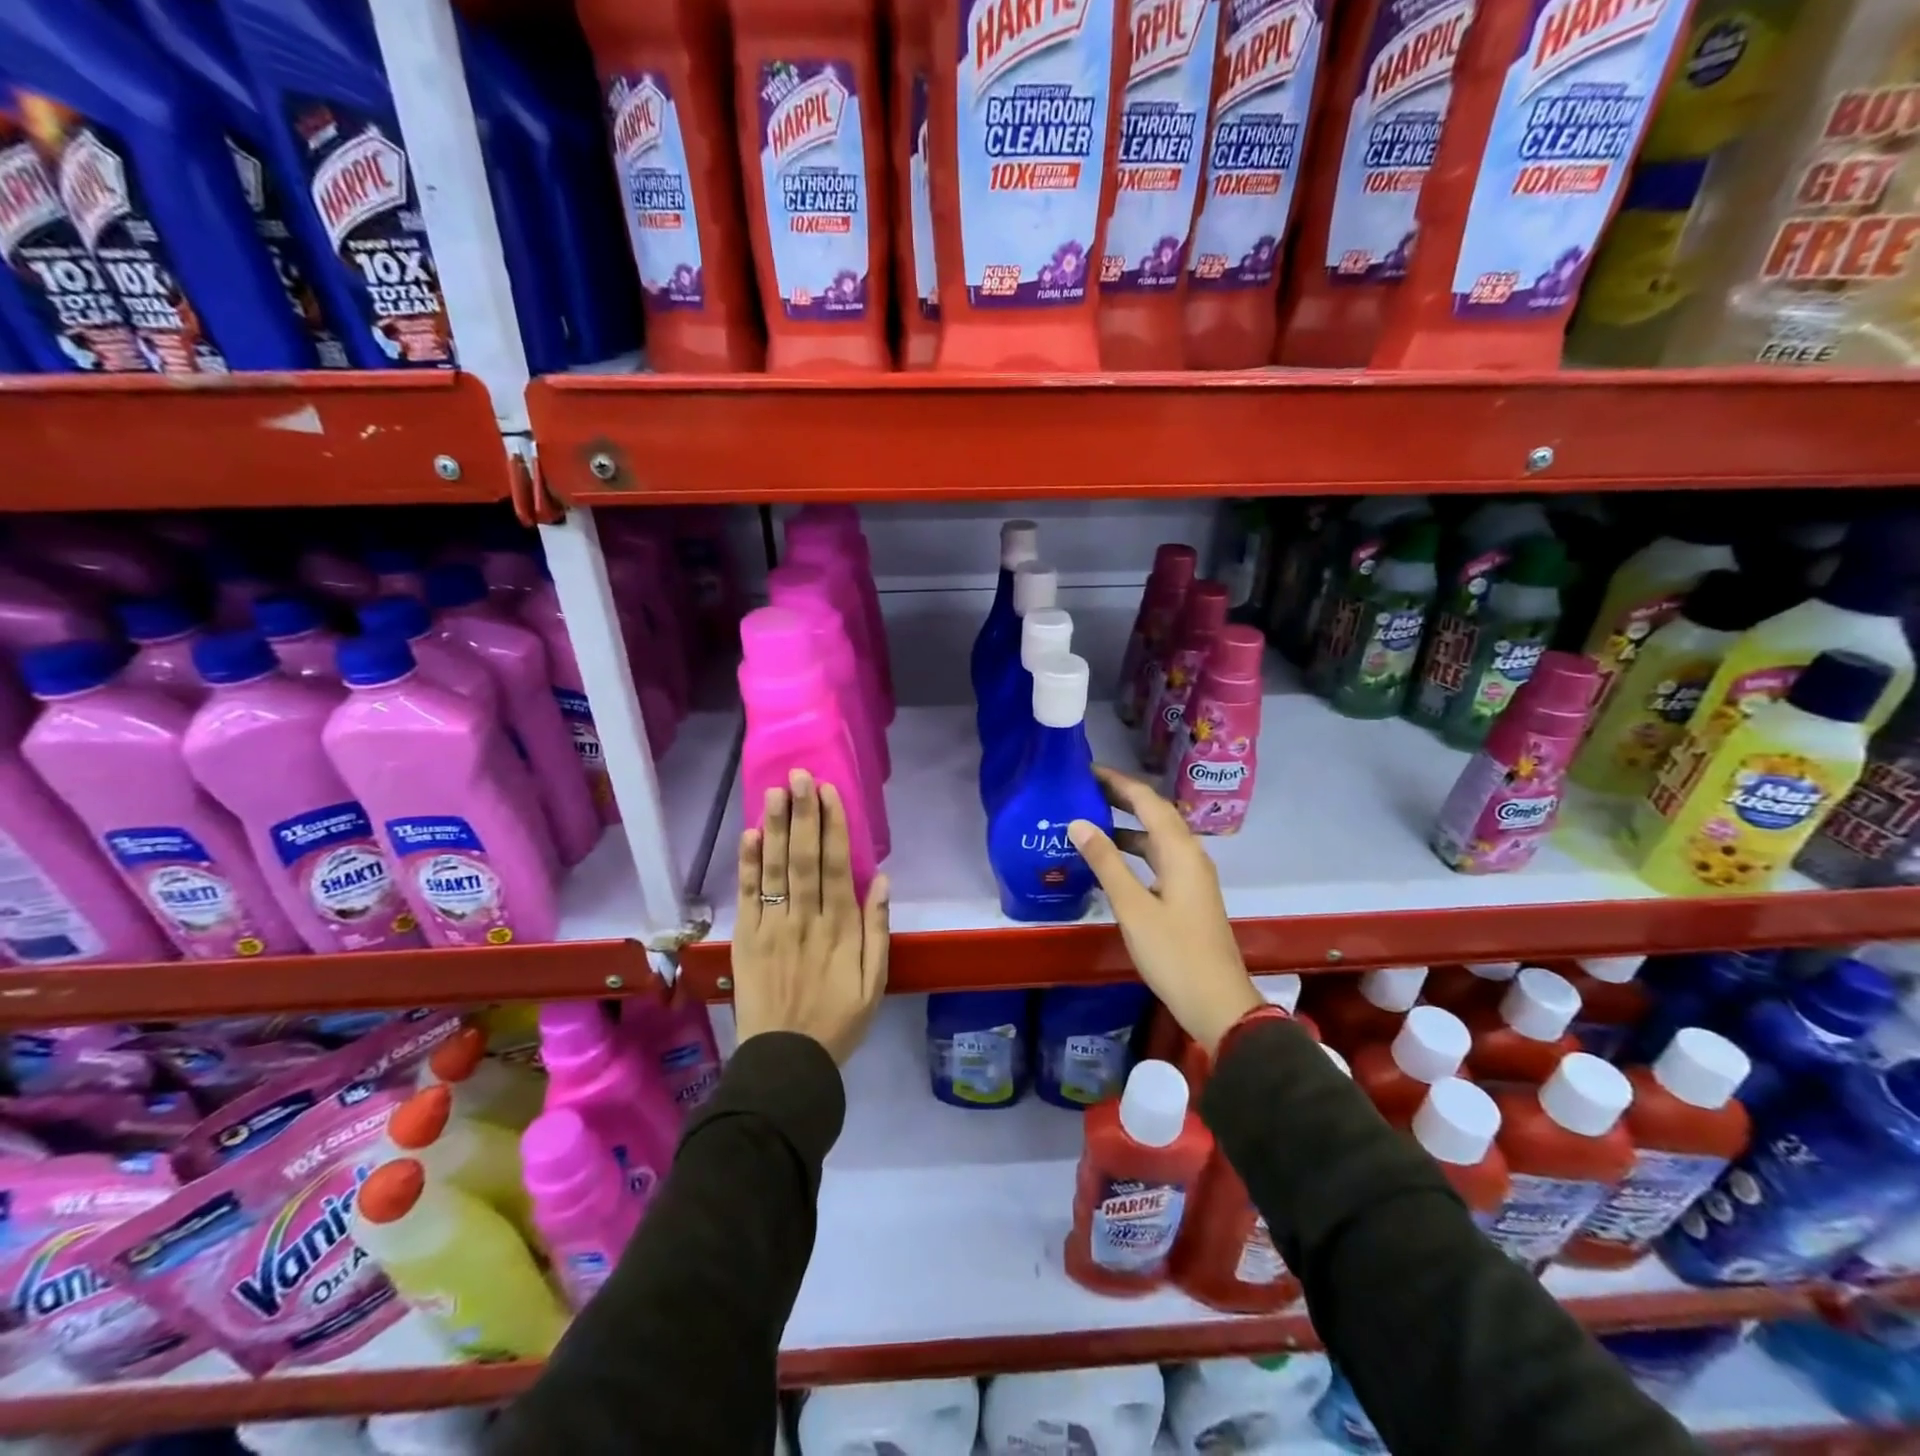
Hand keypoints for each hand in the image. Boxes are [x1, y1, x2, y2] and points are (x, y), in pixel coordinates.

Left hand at [733, 769, 889, 1063]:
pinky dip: (747, 865)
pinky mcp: (745, 940)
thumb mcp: (875, 983)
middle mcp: (804, 920)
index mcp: (839, 929)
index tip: (829, 793)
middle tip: (799, 776)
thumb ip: (878, 930)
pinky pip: (746, 896)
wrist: (785, 1062)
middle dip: (802, 814)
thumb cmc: (838, 1021)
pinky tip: (749, 835)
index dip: (832, 826)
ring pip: (773, 870)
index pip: (835, 866)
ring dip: (774, 828)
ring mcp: (770, 928)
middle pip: (802, 858)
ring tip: (774, 792)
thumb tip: (880, 880)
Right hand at [1069, 765, 1259, 1056]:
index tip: (1086, 770)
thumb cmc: (1174, 953)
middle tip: (1083, 789)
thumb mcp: (1133, 907)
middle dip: (1121, 798)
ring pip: (1156, 838)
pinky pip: (1157, 859)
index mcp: (1180, 851)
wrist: (1217, 1002)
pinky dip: (1133, 851)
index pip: (1148, 801)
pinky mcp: (1187, 895)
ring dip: (1126, 825)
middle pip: (1155, 814)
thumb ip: (1106, 862)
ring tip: (1089, 820)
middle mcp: (1189, 855)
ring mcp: (1191, 876)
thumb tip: (1078, 822)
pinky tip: (1109, 862)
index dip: (1118, 782)